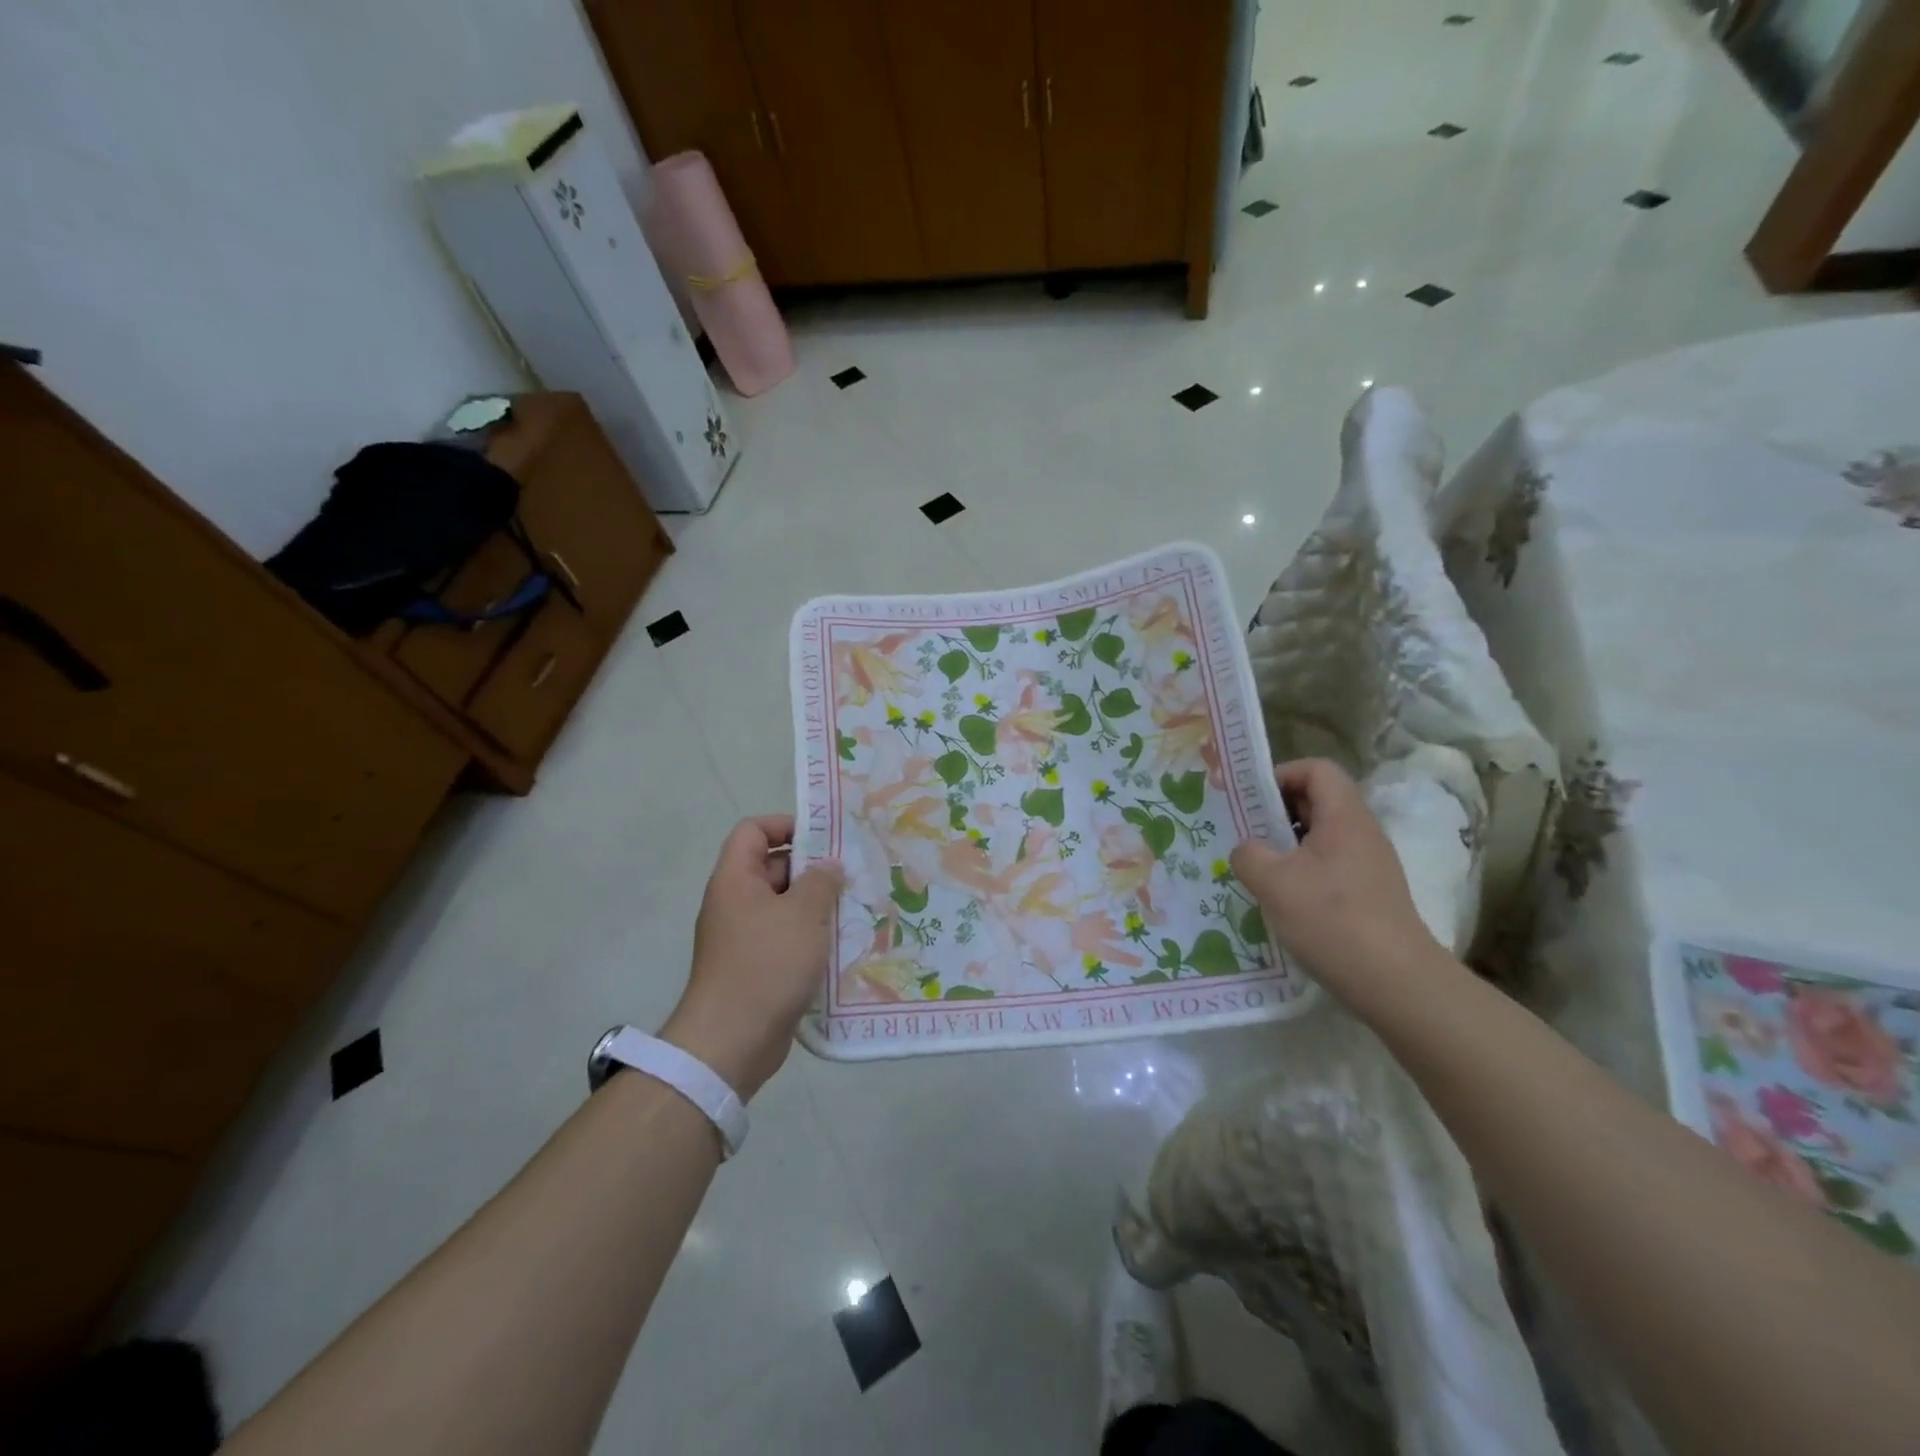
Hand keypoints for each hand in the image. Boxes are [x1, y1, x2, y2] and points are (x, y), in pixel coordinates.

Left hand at [660, 816, 843, 1101]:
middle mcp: (735, 902)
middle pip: (773, 867)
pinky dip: (810, 936)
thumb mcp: (803, 914)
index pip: (753, 831)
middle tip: (852, 874)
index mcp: (735, 879)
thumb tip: (829, 866)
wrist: (732, 1041)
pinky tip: (842, 943)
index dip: (785, 825)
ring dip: (816, 905)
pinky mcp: (756, 966)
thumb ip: (821, 881)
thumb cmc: (767, 964)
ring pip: (784, 905)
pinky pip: (785, 937)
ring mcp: (744, 936)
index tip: (823, 839)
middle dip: (812, 868)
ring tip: (854, 907)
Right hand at [1230, 760, 1439, 1005]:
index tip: (1251, 800)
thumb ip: (1248, 853)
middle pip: (1317, 801)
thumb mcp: (1273, 882)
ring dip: (1285, 844)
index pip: (1317, 769)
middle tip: (1244, 833)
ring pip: (1320, 836)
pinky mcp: (1369, 894)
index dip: (1282, 774)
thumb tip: (1248, 850)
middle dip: (1276, 811)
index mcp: (1344, 817)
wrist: (1395, 982)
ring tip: (1256, 868)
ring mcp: (1368, 865)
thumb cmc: (1331, 920)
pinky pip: (1328, 865)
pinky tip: (1281, 899)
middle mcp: (1361, 833)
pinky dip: (1301, 871)